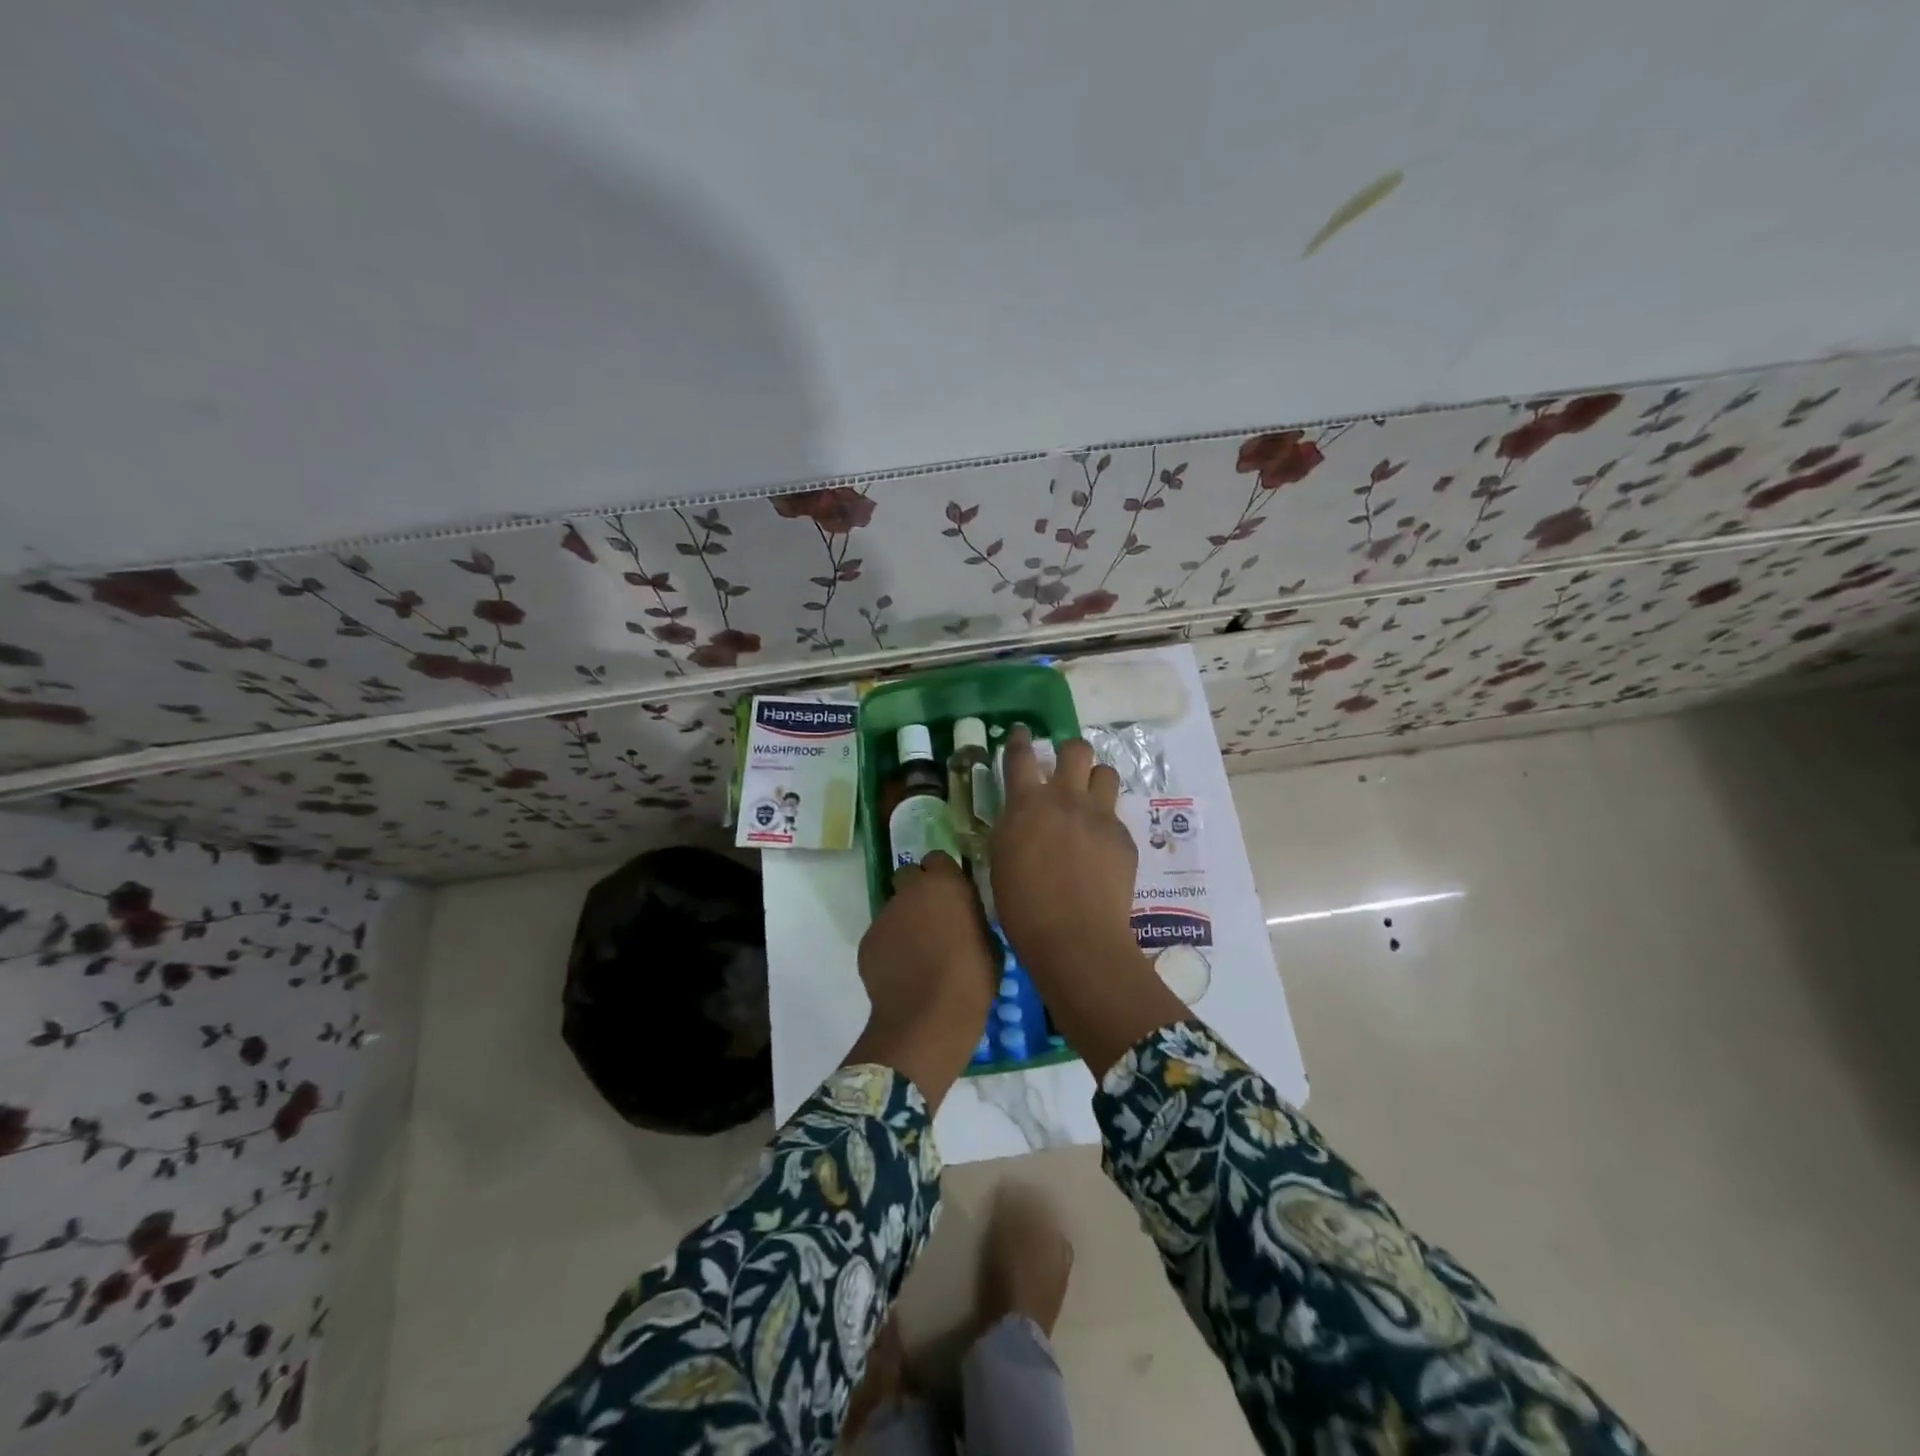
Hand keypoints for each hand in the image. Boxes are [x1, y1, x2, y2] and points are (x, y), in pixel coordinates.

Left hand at [845, 852, 997, 1108]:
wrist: (928, 1018)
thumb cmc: (972, 978)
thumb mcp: (989, 941)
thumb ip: (972, 916)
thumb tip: (964, 916)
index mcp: (944, 884)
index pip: (938, 859)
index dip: (943, 875)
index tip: (952, 894)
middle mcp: (910, 891)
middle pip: (908, 876)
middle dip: (917, 890)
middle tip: (933, 917)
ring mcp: (884, 915)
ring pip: (894, 908)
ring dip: (905, 921)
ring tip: (919, 954)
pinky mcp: (867, 942)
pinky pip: (882, 936)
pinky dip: (891, 947)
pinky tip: (903, 972)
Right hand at [990, 726, 1136, 976]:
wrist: (1076, 936)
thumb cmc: (1023, 907)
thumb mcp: (1001, 860)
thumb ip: (1012, 828)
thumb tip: (1020, 817)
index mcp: (1026, 805)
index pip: (1020, 756)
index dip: (1020, 740)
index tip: (1022, 732)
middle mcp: (1065, 800)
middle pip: (1076, 750)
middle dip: (1070, 752)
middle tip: (1065, 769)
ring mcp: (1100, 816)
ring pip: (1106, 773)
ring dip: (1095, 780)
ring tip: (1088, 800)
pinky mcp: (1123, 837)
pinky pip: (1116, 816)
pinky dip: (1105, 823)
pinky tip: (1100, 848)